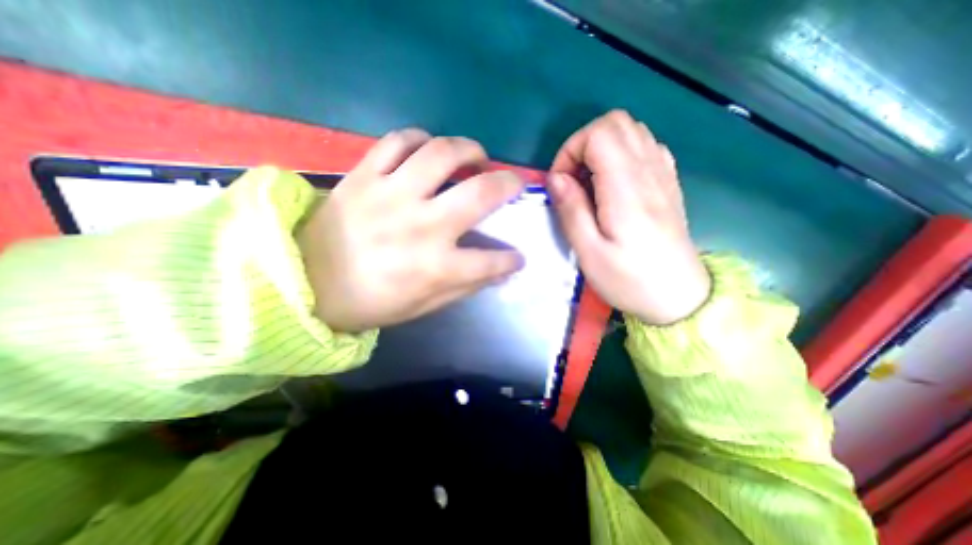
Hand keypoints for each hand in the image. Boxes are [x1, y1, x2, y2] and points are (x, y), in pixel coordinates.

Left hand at [298, 128, 524, 331]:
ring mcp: (391, 195)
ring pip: (441, 153)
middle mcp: (421, 226)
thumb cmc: (370, 301)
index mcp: (435, 266)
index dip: (511, 260)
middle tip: (513, 182)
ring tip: (476, 157)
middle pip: (479, 193)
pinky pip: (397, 141)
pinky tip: (428, 148)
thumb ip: (465, 287)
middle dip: (508, 184)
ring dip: (469, 150)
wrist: (306, 282)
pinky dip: (420, 138)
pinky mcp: (364, 176)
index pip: (491, 262)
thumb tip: (499, 273)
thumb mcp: (424, 305)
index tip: (518, 257)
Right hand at [550, 109, 712, 323]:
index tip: (561, 183)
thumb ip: (571, 210)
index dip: (571, 150)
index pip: (599, 134)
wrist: (679, 297)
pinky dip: (622, 154)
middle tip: (573, 180)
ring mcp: (664, 174)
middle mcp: (650, 171)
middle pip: (616, 122)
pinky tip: (613, 184)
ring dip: (602, 148)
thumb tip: (555, 178)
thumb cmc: (629, 279)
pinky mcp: (668, 182)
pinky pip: (646, 146)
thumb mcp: (589, 252)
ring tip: (590, 183)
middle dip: (583, 144)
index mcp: (627, 188)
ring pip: (632, 130)